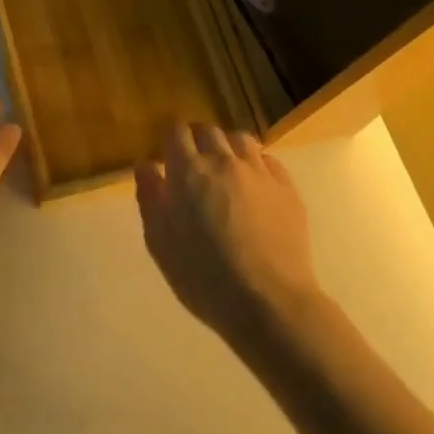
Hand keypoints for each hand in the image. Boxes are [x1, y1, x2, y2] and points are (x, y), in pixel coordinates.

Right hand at [135, 123, 321, 338]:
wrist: (269, 301)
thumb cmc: (204, 277)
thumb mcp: (160, 243)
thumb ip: (151, 197)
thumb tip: (146, 166)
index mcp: (189, 172)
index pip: (176, 132)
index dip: (170, 139)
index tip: (167, 155)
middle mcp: (224, 161)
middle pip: (208, 131)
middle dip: (197, 140)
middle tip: (193, 165)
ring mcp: (259, 172)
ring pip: (240, 139)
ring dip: (227, 147)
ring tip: (224, 169)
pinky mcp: (287, 188)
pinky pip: (268, 160)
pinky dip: (255, 163)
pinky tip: (253, 185)